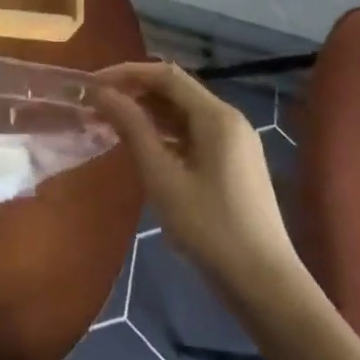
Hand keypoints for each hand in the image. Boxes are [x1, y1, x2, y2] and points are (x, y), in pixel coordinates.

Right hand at [93, 62, 297, 287]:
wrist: (266, 286)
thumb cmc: (210, 228)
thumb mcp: (162, 178)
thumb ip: (132, 129)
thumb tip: (103, 93)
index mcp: (216, 116)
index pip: (165, 75)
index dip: (126, 73)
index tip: (93, 85)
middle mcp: (229, 119)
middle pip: (176, 90)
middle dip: (135, 92)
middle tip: (98, 106)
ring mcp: (235, 142)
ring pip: (184, 113)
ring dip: (148, 113)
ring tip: (111, 125)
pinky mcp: (234, 163)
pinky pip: (193, 133)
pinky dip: (165, 133)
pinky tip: (143, 148)